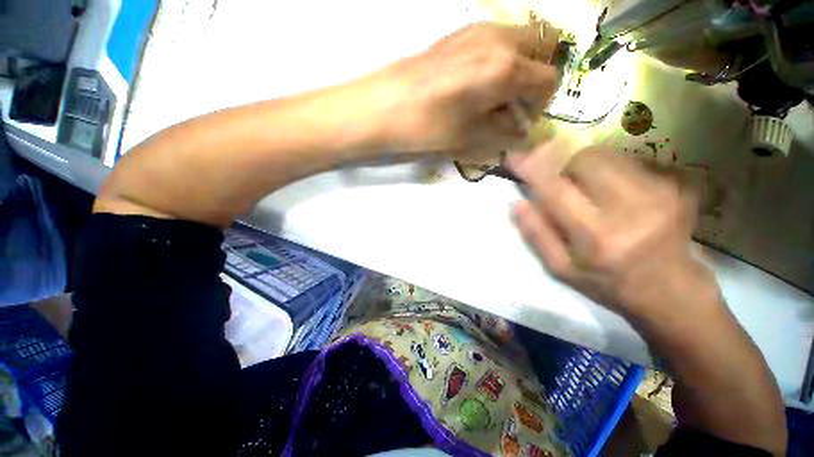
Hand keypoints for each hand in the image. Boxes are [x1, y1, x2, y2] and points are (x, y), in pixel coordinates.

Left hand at [368, 22, 557, 158]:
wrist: (385, 106)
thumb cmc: (430, 127)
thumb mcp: (472, 139)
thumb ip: (506, 135)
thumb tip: (524, 133)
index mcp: (507, 68)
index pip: (549, 80)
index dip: (540, 105)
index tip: (521, 121)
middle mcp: (499, 38)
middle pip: (543, 47)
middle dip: (536, 77)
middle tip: (514, 102)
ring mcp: (478, 29)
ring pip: (520, 39)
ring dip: (519, 65)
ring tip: (494, 94)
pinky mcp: (459, 32)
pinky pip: (496, 39)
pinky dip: (500, 57)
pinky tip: (476, 81)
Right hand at [509, 143, 717, 316]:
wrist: (670, 289)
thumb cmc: (606, 281)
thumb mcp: (560, 268)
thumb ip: (536, 235)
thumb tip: (517, 203)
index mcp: (596, 236)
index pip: (555, 190)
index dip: (531, 168)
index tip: (513, 157)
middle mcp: (631, 208)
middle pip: (585, 159)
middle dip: (562, 162)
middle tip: (559, 178)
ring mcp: (660, 192)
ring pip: (608, 154)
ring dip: (586, 165)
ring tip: (587, 187)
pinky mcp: (677, 183)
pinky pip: (630, 160)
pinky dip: (611, 170)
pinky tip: (615, 192)